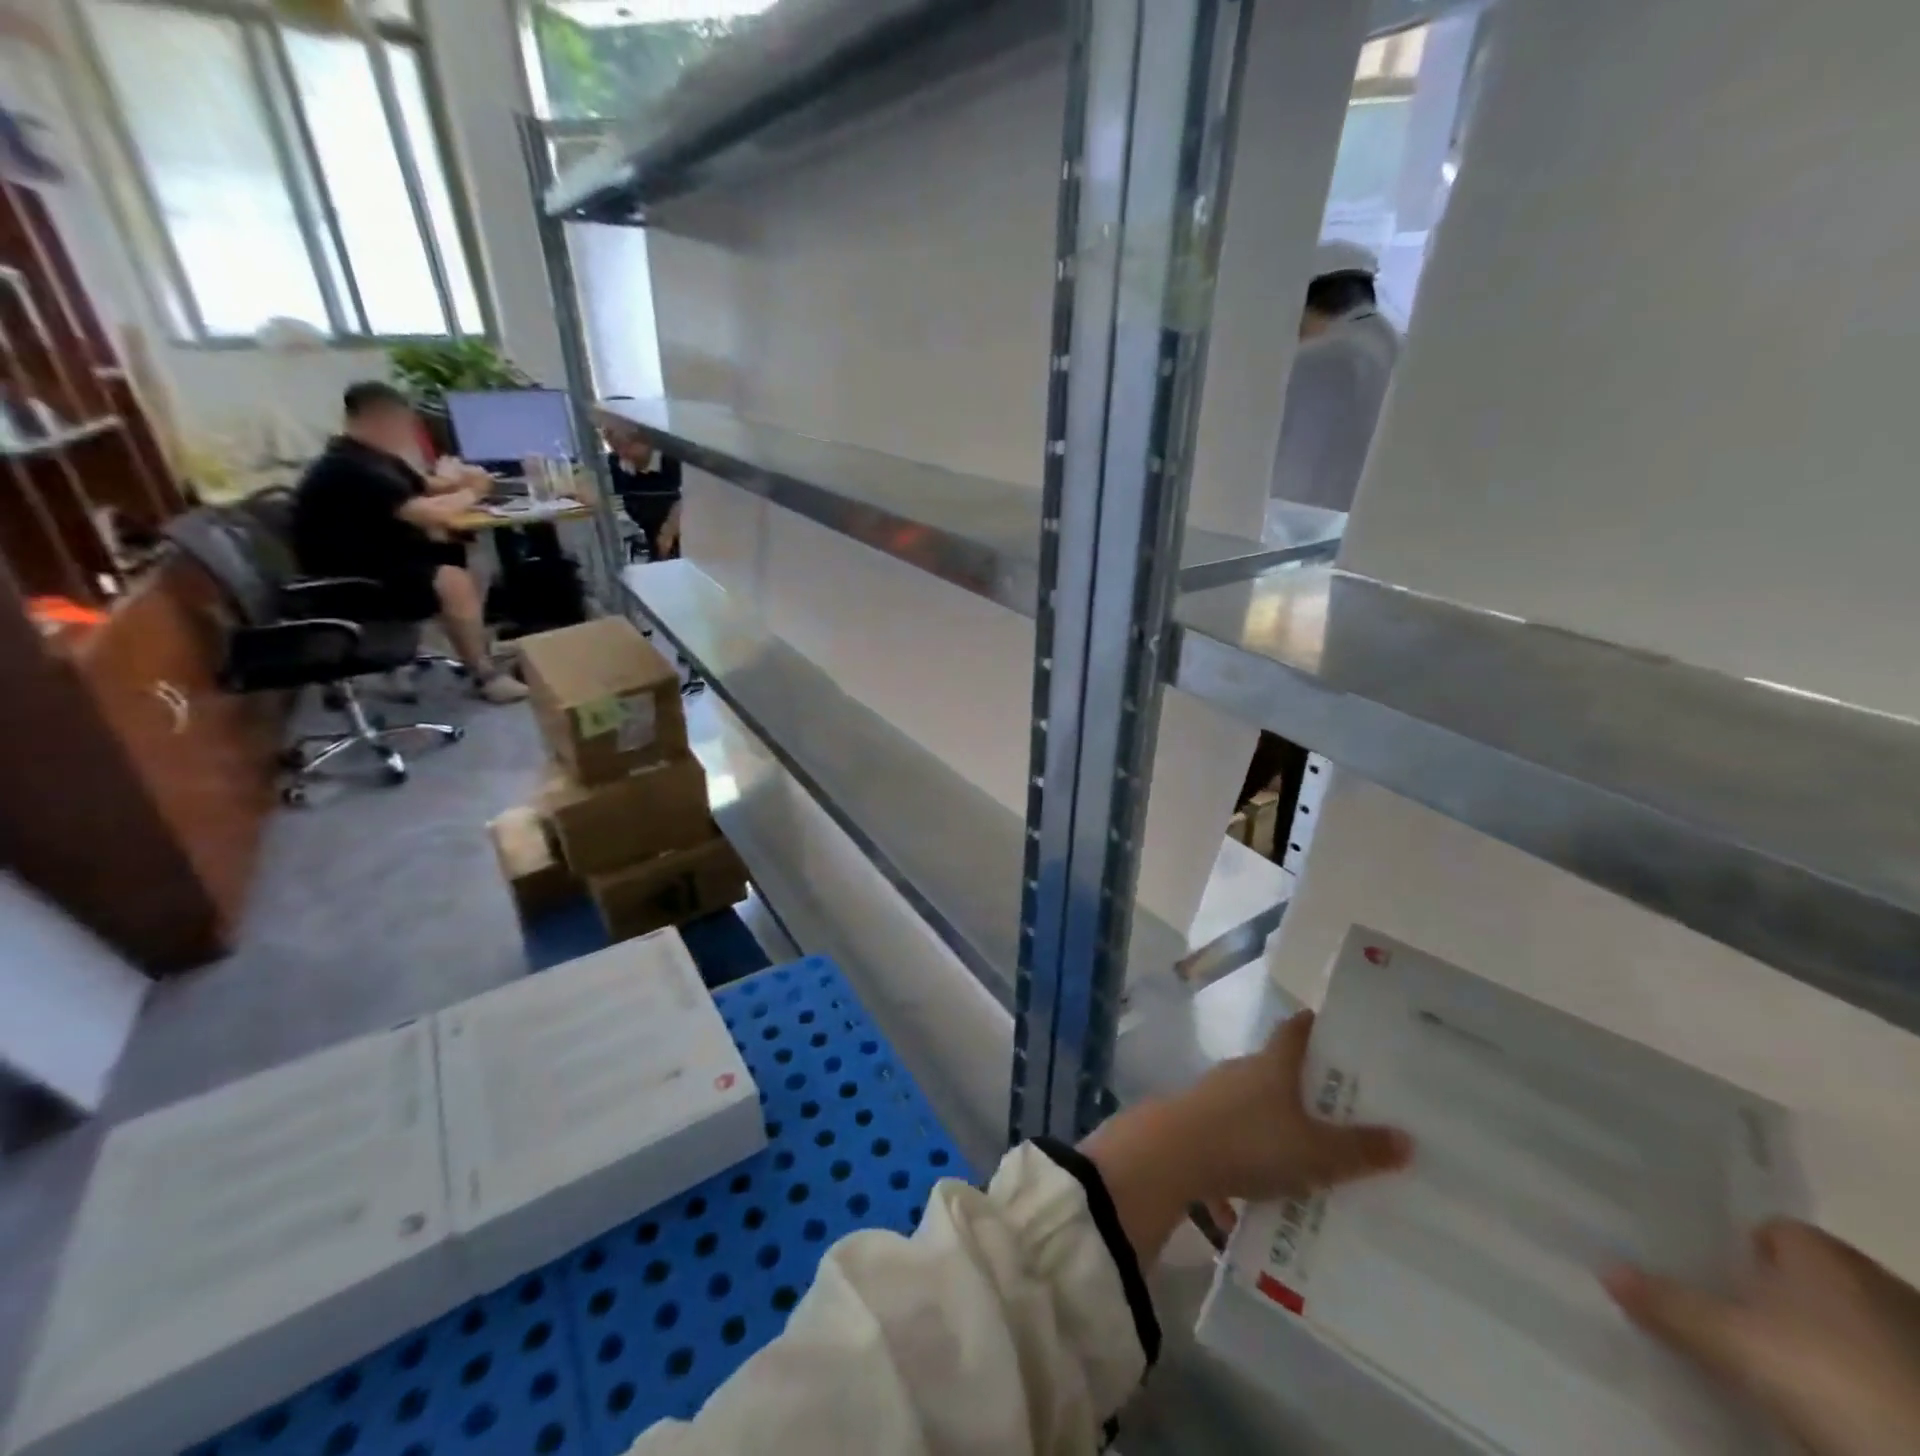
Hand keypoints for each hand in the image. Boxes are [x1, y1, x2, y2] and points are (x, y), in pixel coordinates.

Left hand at [1082, 1012, 1411, 1267]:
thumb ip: (1359, 1149)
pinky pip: (1235, 1135)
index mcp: (1271, 1065)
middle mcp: (1241, 1071)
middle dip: (1304, 1084)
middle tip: (1341, 1105)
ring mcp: (1214, 1095)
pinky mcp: (1196, 1123)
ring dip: (1277, 1124)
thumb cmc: (1249, 1142)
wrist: (1171, 1156)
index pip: (1294, 1031)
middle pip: (1275, 1068)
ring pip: (1254, 1104)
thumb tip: (1407, 1140)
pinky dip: (1252, 1153)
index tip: (1332, 1026)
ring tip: (1310, 1153)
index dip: (1313, 1026)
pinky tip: (1268, 1186)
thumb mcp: (1315, 1152)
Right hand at [1605, 1222, 1919, 1455]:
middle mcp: (1874, 1279)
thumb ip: (1668, 1303)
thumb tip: (1603, 1266)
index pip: (1768, 1229)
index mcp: (1821, 1252)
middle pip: (1806, 1277)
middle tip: (1723, 1317)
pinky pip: (1881, 1367)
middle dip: (1771, 1296)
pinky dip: (1854, 1377)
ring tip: (1772, 1367)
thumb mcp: (1734, 1343)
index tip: (1703, 1273)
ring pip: (1847, 1325)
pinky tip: (1829, 1401)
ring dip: (1816, 1341)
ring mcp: (1919, 1336)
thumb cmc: (1831, 1375)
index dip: (1733, 1248)